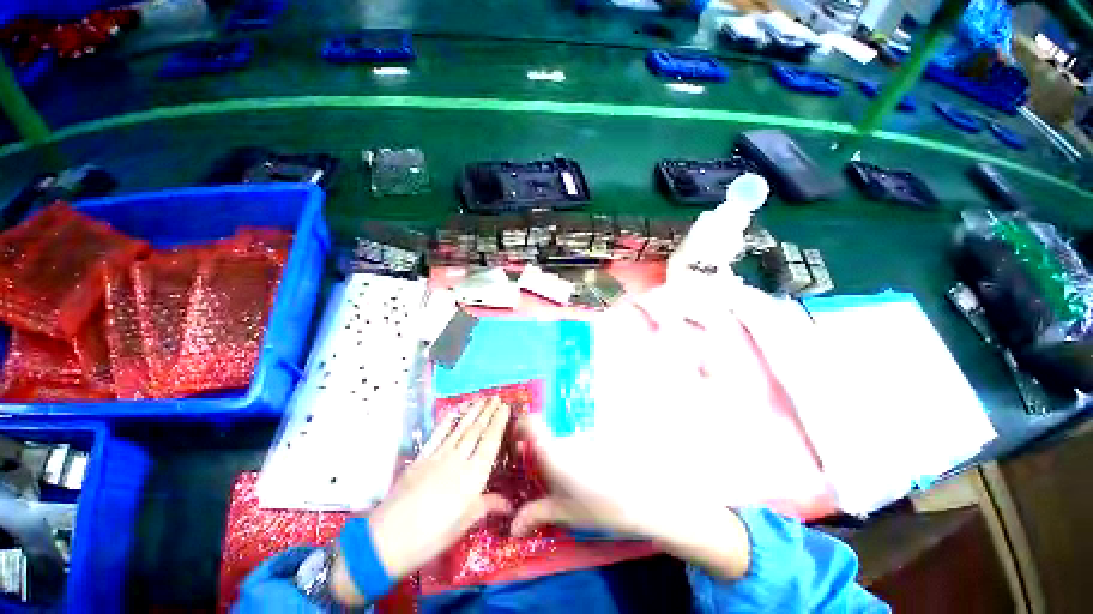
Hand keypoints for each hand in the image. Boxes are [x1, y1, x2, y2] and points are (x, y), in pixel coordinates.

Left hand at [331, 398, 511, 604]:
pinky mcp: (421, 457)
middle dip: (488, 412)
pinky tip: (455, 410)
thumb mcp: (463, 524)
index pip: (490, 442)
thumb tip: (509, 504)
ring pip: (460, 428)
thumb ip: (487, 506)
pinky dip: (448, 420)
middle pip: (476, 430)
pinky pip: (438, 433)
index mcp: (472, 477)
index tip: (506, 407)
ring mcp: (438, 456)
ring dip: (472, 411)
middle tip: (496, 398)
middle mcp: (458, 460)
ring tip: (482, 399)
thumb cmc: (431, 537)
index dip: (499, 423)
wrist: (386, 540)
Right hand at [511, 417, 751, 580]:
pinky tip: (582, 478)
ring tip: (561, 483)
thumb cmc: (600, 505)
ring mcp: (583, 438)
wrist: (643, 497)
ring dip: (557, 457)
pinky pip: (576, 445)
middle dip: (537, 453)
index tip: (515, 442)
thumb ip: (537, 514)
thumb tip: (512, 527)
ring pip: (562, 442)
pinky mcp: (596, 441)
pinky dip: (572, 457)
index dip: (520, 426)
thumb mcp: (566, 513)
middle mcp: (566, 439)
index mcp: (554, 452)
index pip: (531, 422)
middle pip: (545, 436)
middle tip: (537, 477)